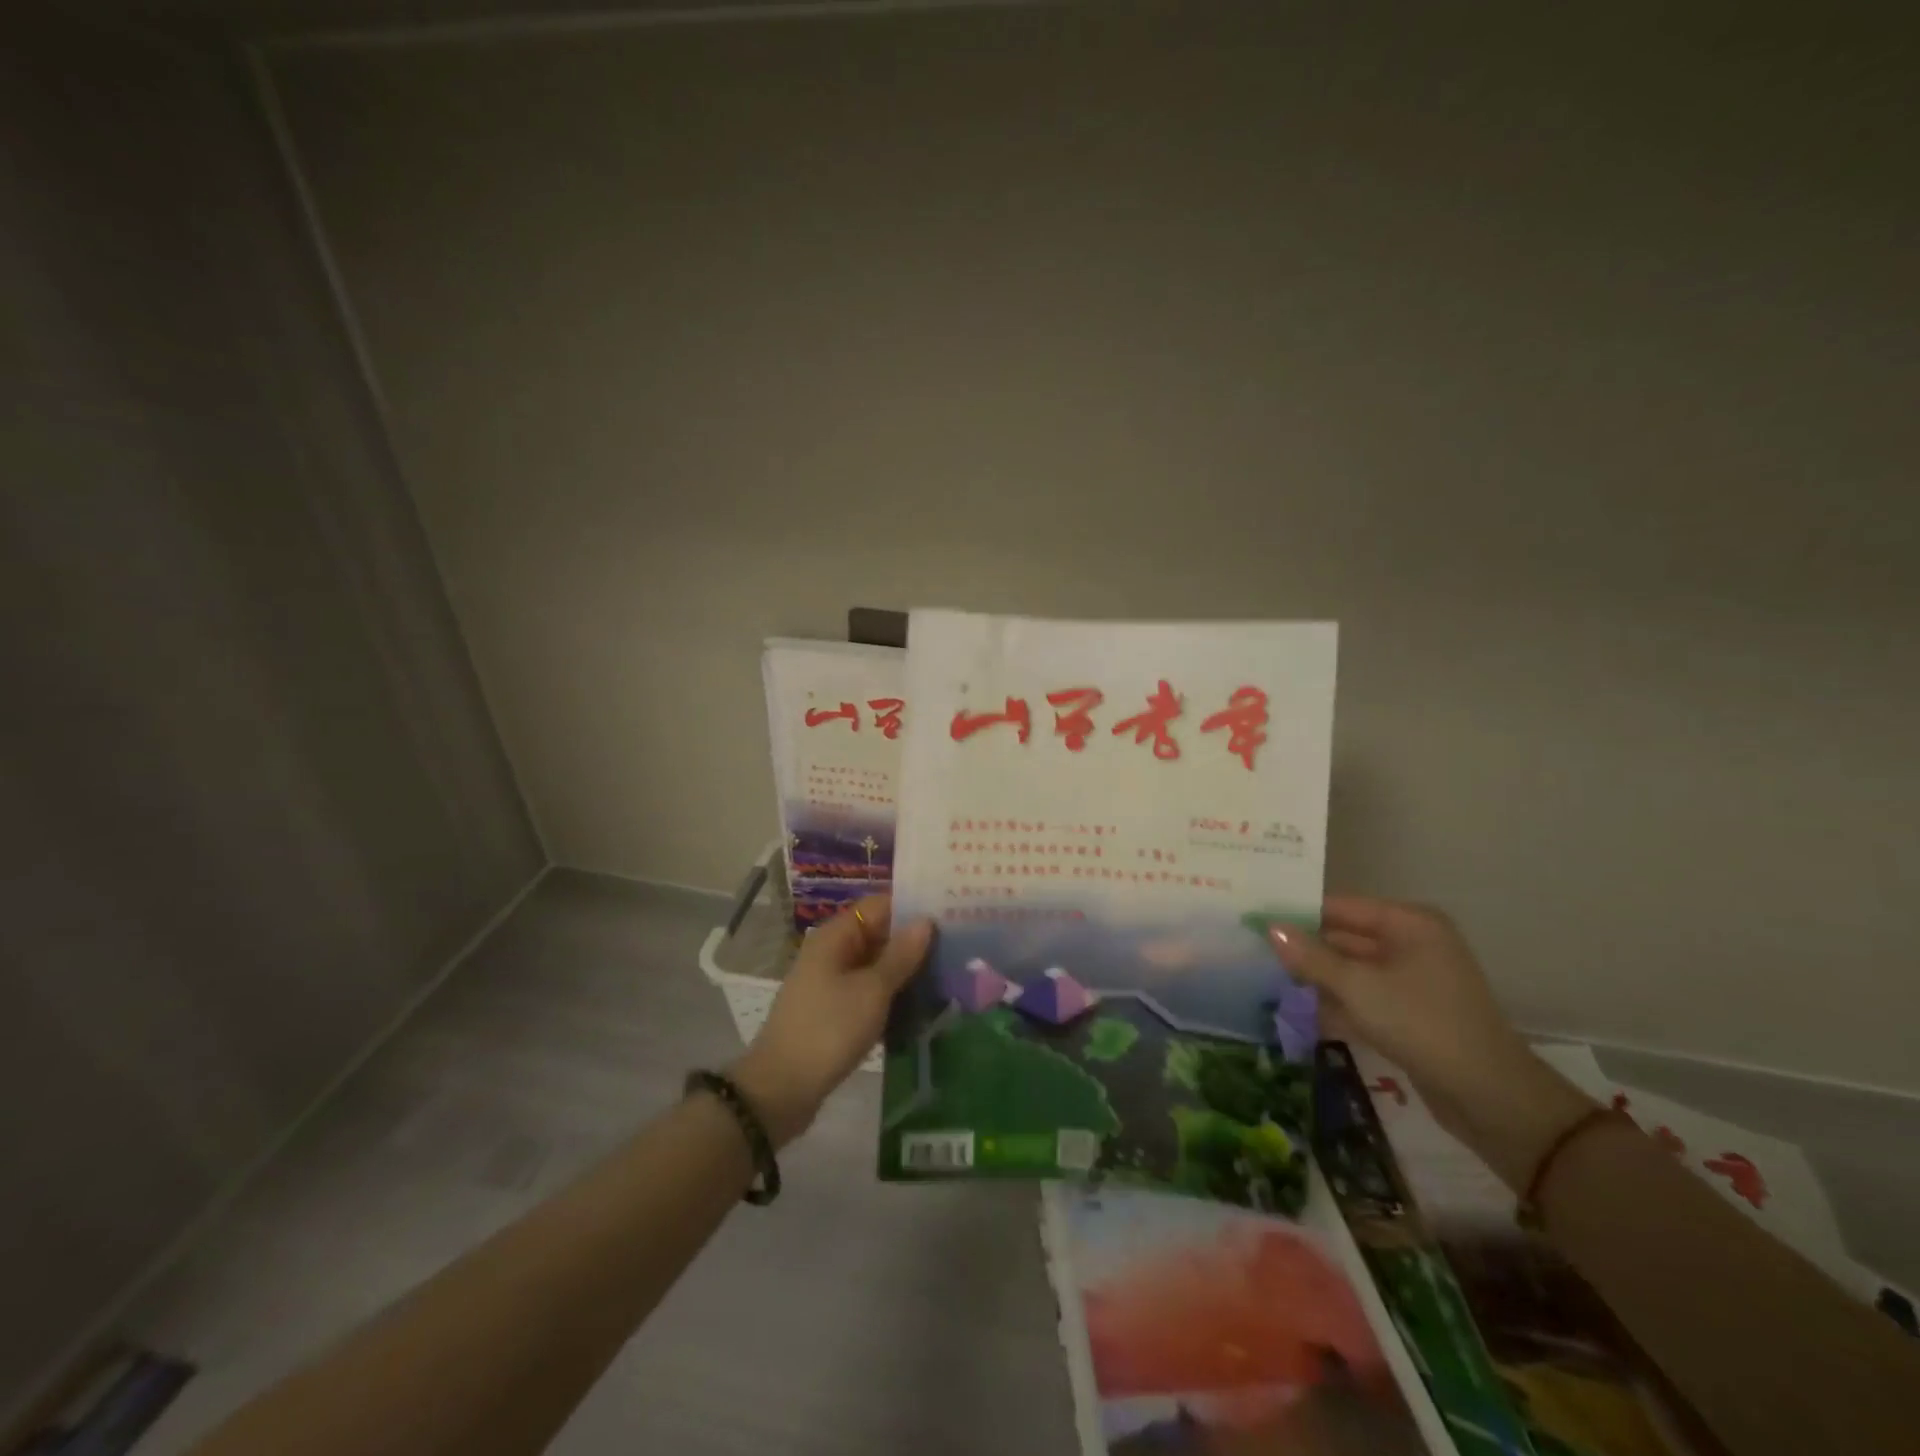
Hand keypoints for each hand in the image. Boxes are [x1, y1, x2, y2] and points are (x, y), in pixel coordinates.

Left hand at [729, 895, 931, 1147]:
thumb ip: (901, 955)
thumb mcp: (872, 991)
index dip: (913, 907)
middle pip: (880, 934)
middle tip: (960, 946)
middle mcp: (832, 952)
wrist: (782, 1088)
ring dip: (907, 971)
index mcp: (836, 936)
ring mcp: (832, 982)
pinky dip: (893, 995)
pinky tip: (924, 1006)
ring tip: (951, 974)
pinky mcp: (835, 1010)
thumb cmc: (828, 1030)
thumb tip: (925, 921)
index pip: (880, 905)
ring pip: (877, 965)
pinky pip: (870, 991)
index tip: (951, 913)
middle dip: (915, 941)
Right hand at [1269, 896, 1575, 1153]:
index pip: (1340, 907)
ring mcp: (1414, 979)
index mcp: (1409, 923)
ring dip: (1318, 978)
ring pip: (1352, 969)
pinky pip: (1365, 996)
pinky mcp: (1411, 1012)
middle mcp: (1413, 943)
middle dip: (1305, 948)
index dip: (1298, 913)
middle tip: (1254, 951)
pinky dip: (1338, 1002)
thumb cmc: (1422, 1024)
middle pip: (1346, 937)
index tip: (1255, 920)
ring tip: (1267, 980)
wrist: (1490, 1097)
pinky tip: (1301, 1012)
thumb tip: (1270, 927)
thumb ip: (1311, 957)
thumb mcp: (1358, 987)